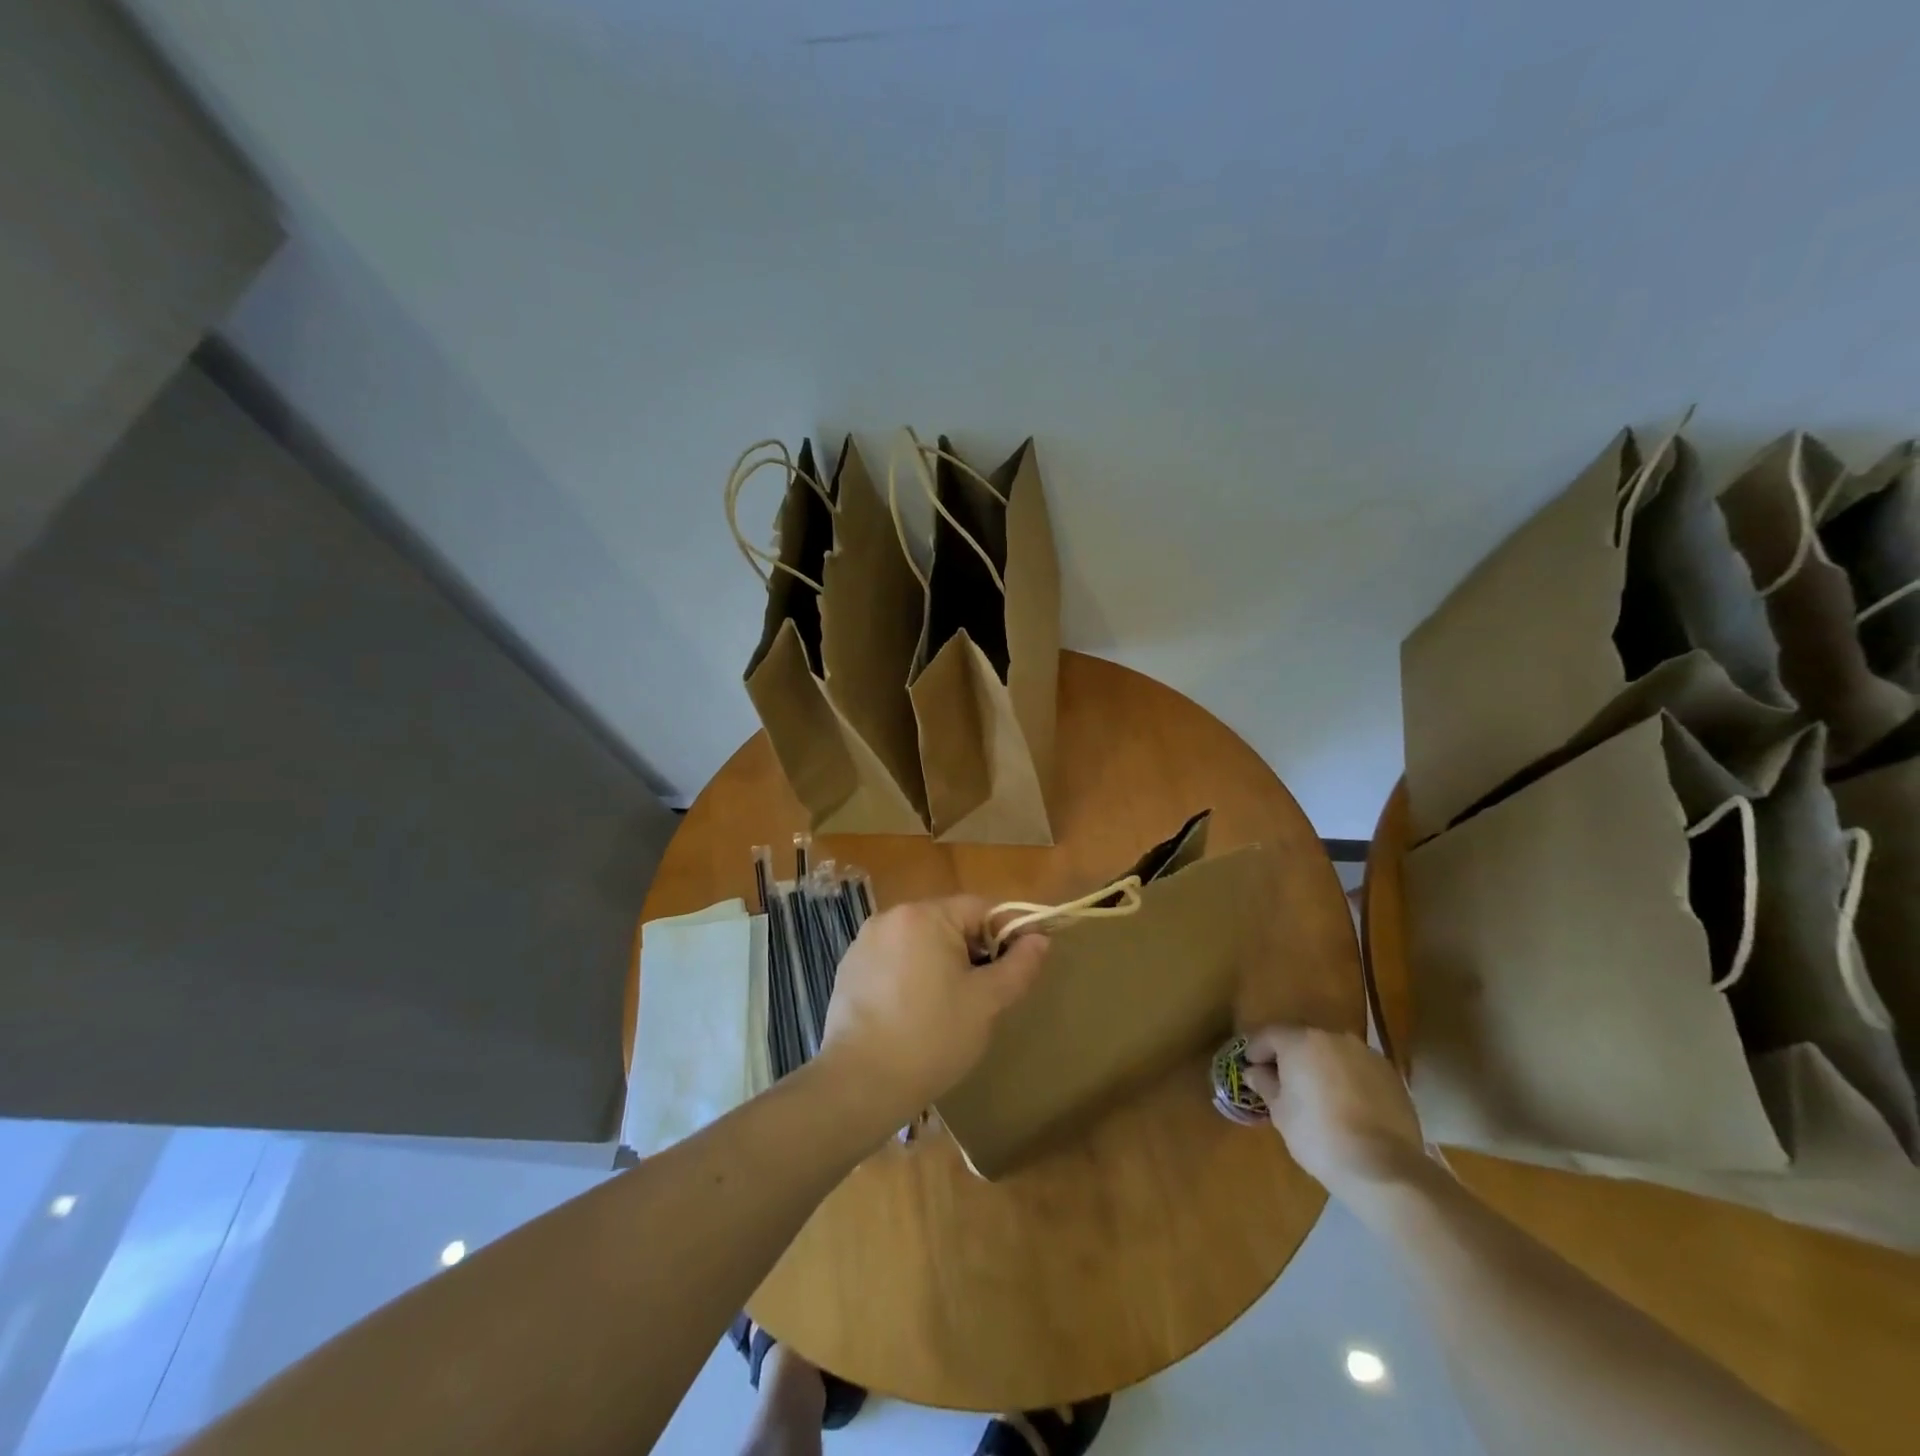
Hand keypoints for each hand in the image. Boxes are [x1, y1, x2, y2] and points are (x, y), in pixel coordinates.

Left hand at [819, 896, 1048, 1121]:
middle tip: (988, 993)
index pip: (981, 908)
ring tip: (952, 1007)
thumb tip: (1039, 939)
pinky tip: (915, 1014)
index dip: (1008, 932)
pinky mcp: (849, 968)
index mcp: (925, 915)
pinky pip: (894, 960)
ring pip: (921, 943)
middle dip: (974, 951)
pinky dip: (912, 976)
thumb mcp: (986, 1002)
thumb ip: (1018, 965)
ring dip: (943, 964)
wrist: (859, 1083)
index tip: (1023, 963)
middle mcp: (891, 917)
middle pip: (949, 922)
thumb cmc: (931, 1038)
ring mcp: (865, 942)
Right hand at [1241, 1026, 1427, 1203]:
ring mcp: (1367, 1055)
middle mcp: (1334, 1037)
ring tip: (1317, 1095)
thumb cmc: (1318, 1136)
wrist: (1384, 1168)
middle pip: (1302, 1040)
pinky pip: (1358, 1070)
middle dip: (1290, 1057)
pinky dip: (1347, 1080)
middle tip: (1281, 1082)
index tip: (1249, 1067)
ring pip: (1333, 1054)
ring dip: (1320, 1067)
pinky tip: (1346, 1106)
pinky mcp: (1391, 1076)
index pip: (1268, 1035)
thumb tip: (1254, 1072)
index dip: (1255, 1050)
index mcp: (1301, 1041)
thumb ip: (1265, 1084)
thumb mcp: (1280, 1112)